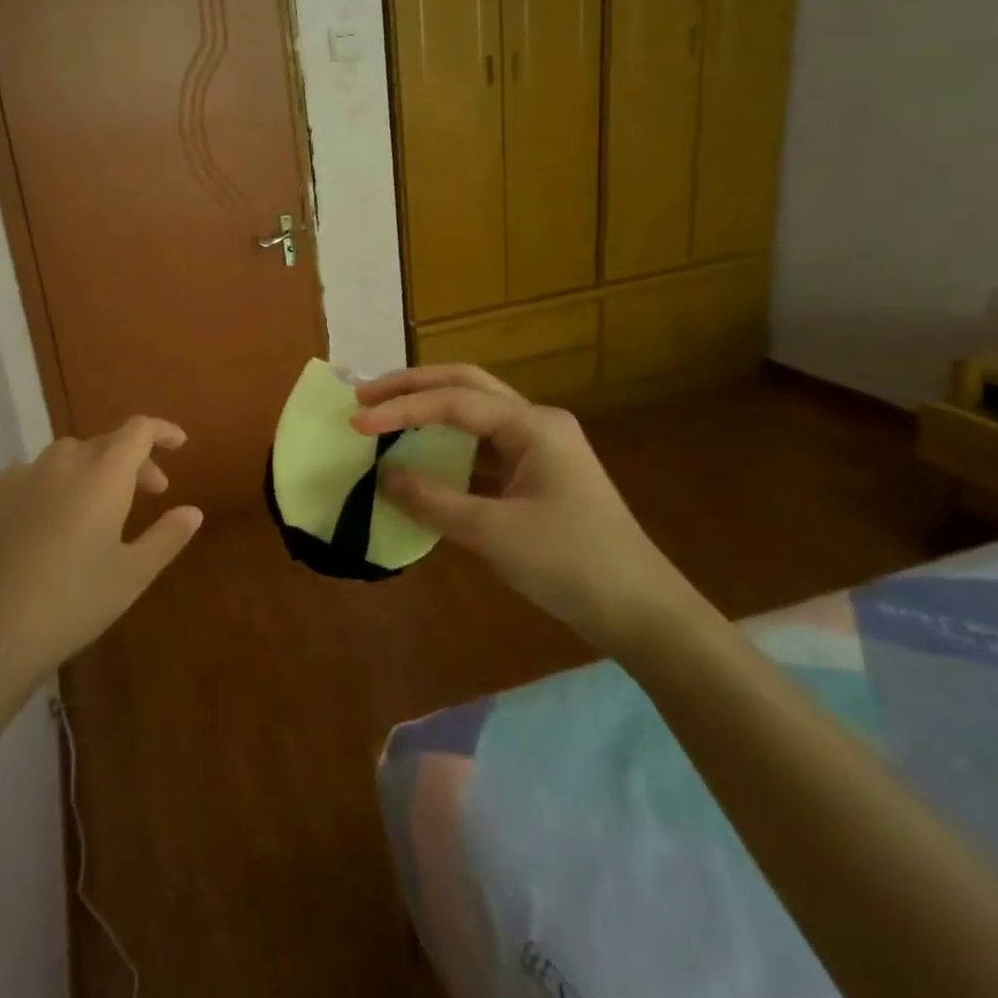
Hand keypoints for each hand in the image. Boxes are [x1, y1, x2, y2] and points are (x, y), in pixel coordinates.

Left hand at [0, 417, 203, 688]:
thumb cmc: (74, 602)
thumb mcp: (133, 574)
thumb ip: (167, 536)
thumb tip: (192, 511)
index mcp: (103, 474)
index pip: (138, 431)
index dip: (161, 430)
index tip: (179, 443)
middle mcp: (62, 462)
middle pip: (105, 443)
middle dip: (133, 460)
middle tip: (150, 493)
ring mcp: (20, 476)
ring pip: (66, 457)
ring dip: (91, 470)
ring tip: (98, 507)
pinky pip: (30, 476)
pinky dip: (51, 485)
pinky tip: (48, 520)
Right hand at [352, 365, 700, 651]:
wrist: (641, 612)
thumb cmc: (570, 563)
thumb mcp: (493, 532)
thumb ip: (432, 500)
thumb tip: (383, 477)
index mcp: (533, 425)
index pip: (453, 401)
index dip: (401, 409)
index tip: (356, 422)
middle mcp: (536, 423)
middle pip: (465, 386)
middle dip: (413, 387)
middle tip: (365, 398)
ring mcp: (539, 448)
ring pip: (474, 413)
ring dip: (429, 411)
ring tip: (384, 417)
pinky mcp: (536, 475)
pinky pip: (481, 448)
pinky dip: (446, 447)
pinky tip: (421, 459)